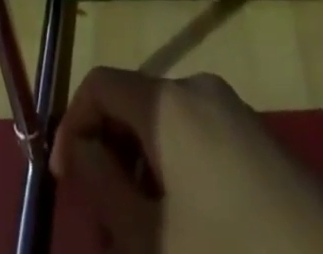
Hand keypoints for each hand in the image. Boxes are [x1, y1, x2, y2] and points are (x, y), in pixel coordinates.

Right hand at [52, 68, 322, 253]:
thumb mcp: (151, 238)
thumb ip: (102, 186)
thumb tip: (77, 149)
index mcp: (168, 102)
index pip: (100, 85)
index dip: (72, 126)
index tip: (63, 183)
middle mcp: (198, 90)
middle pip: (133, 108)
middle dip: (109, 163)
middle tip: (106, 232)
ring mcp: (234, 112)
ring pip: (165, 131)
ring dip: (142, 178)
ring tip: (144, 243)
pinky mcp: (259, 142)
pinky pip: (198, 143)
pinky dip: (177, 178)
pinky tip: (186, 235)